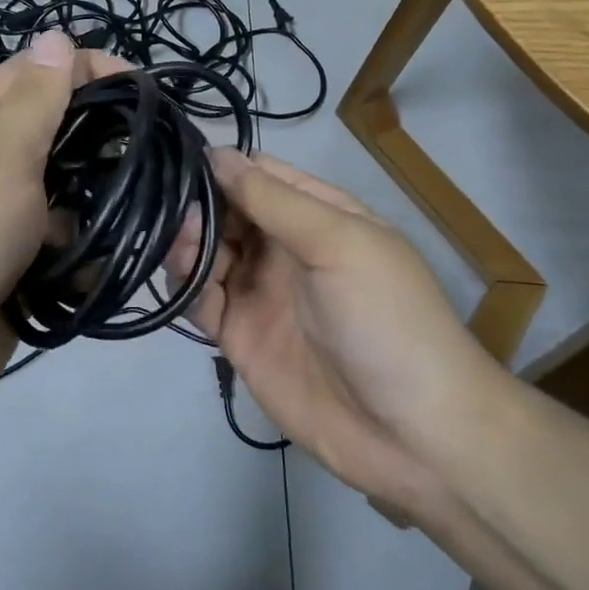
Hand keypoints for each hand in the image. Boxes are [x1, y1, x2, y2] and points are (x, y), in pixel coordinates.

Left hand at [0, 29, 122, 410]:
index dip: (83, 67)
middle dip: (99, 137)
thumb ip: (33, 101)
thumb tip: (54, 33)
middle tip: (150, 150)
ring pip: (61, 194)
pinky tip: (113, 258)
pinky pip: (59, 248)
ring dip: (97, 199)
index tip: (140, 86)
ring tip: (142, 206)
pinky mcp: (11, 269)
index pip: (32, 74)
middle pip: (51, 134)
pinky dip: (85, 251)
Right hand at [170, 150, 503, 516]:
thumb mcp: (340, 244)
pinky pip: (200, 300)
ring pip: (207, 253)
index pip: (259, 176)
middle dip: (198, 207)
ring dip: (187, 244)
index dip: (223, 167)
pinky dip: (185, 285)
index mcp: (318, 217)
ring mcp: (260, 293)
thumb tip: (218, 154)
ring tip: (182, 247)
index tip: (180, 163)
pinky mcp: (239, 337)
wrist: (412, 436)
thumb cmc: (387, 320)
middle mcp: (284, 249)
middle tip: (175, 214)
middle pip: (226, 212)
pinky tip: (183, 280)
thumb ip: (274, 200)